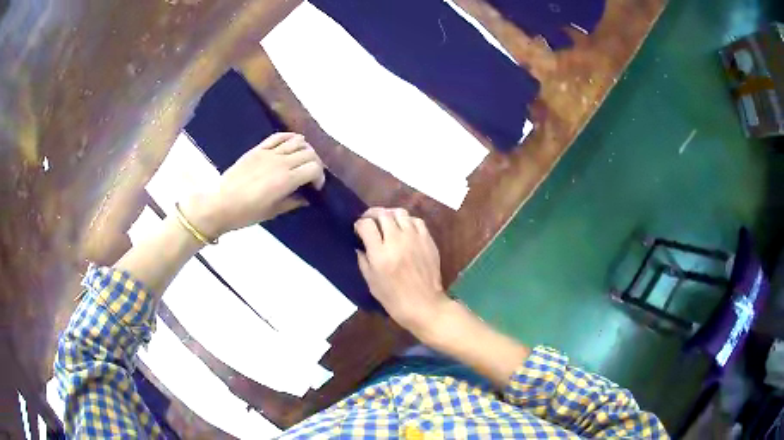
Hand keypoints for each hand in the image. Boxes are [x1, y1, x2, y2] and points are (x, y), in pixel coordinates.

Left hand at [181, 133, 324, 237]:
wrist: (220, 203)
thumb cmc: (246, 213)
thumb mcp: (272, 212)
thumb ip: (292, 202)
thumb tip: (306, 198)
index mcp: (285, 180)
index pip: (314, 169)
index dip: (320, 177)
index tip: (315, 187)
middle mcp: (281, 162)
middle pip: (309, 154)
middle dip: (315, 164)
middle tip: (310, 175)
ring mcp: (269, 153)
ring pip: (298, 141)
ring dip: (305, 150)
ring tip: (301, 160)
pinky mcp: (258, 149)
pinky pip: (279, 136)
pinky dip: (290, 138)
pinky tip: (292, 145)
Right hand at [355, 207, 449, 338]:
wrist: (424, 305)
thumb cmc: (394, 299)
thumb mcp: (371, 282)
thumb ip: (363, 260)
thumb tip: (359, 245)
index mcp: (380, 254)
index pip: (366, 224)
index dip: (359, 224)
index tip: (358, 231)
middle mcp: (397, 241)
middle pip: (382, 214)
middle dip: (372, 215)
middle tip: (370, 223)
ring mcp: (414, 238)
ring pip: (400, 212)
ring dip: (390, 215)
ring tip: (387, 223)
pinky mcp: (428, 240)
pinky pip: (416, 220)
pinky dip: (407, 221)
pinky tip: (404, 229)